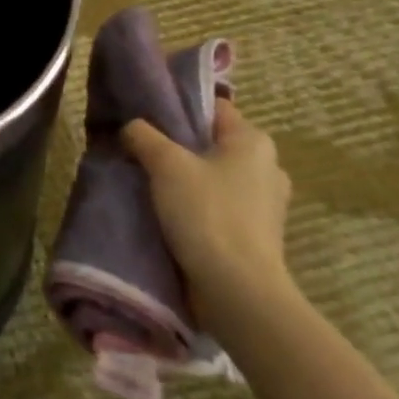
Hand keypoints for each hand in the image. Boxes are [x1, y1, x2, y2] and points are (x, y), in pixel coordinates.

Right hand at [121, 99, 292, 330]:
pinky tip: (169, 214)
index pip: (212, 107)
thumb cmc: (206, 214)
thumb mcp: (165, 164)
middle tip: (141, 152)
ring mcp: (266, 204)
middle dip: (178, 147)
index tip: (146, 119)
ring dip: (186, 179)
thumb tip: (131, 127)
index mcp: (253, 141)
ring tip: (149, 186)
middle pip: (210, 143)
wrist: (237, 291)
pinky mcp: (257, 234)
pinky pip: (219, 206)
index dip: (178, 108)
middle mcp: (267, 166)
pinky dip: (197, 206)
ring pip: (214, 176)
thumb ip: (143, 135)